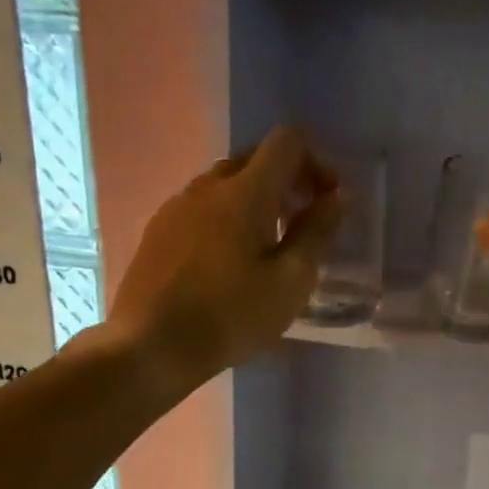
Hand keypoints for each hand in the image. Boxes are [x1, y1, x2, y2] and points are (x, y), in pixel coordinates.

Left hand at [110, 126, 340, 387]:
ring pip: (226, 183)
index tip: (328, 199)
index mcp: (245, 192)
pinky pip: (202, 207)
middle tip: (303, 222)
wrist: (150, 346)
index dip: (317, 161)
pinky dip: (227, 217)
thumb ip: (317, 233)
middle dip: (288, 179)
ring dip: (256, 199)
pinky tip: (229, 260)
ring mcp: (177, 206)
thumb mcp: (290, 282)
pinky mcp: (158, 230)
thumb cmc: (231, 317)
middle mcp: (208, 185)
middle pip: (255, 158)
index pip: (287, 142)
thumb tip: (338, 197)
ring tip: (268, 245)